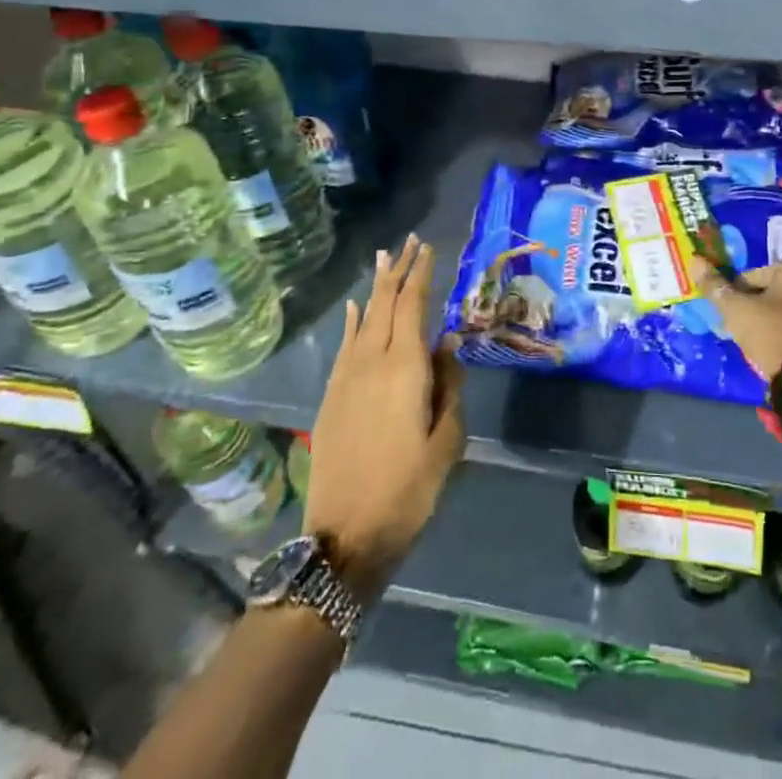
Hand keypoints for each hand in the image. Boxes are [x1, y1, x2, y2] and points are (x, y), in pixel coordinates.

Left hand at [303, 234, 464, 601]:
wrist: (342, 539)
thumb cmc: (407, 491)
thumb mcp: (446, 442)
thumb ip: (449, 387)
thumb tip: (448, 344)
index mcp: (404, 369)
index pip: (412, 307)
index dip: (420, 275)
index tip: (427, 248)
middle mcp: (371, 363)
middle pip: (384, 304)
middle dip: (397, 271)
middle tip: (407, 242)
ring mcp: (346, 379)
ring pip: (364, 319)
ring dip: (376, 288)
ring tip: (383, 260)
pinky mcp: (331, 398)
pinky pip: (346, 345)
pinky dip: (354, 321)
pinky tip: (357, 308)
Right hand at [687, 257, 781, 380]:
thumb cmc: (771, 333)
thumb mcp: (736, 309)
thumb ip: (716, 286)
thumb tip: (695, 261)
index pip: (755, 274)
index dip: (737, 292)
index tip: (729, 310)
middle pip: (776, 291)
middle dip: (757, 304)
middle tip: (740, 324)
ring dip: (774, 319)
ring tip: (755, 340)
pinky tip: (775, 349)